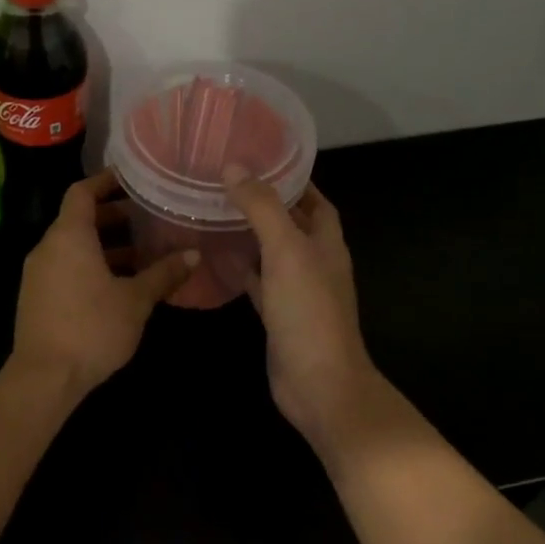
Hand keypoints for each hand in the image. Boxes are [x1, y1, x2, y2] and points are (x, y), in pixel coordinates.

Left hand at [11, 170, 197, 398]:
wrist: (44, 378)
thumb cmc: (92, 328)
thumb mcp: (136, 300)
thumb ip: (164, 273)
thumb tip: (194, 254)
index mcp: (69, 237)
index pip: (82, 192)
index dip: (105, 181)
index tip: (131, 179)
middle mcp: (48, 248)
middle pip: (79, 219)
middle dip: (113, 216)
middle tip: (147, 217)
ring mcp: (38, 274)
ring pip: (74, 247)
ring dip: (105, 245)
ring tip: (142, 253)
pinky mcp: (37, 298)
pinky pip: (66, 268)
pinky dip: (91, 265)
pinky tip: (120, 284)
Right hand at [225, 168, 384, 449]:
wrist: (318, 382)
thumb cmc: (308, 310)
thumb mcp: (286, 250)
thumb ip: (263, 208)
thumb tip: (235, 167)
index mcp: (327, 242)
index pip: (315, 200)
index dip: (294, 180)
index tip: (260, 160)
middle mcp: (316, 262)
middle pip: (292, 224)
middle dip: (266, 204)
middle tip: (228, 184)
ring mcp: (298, 291)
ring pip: (273, 253)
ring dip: (251, 235)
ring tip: (217, 212)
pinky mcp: (279, 315)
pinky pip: (259, 283)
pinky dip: (242, 270)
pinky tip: (218, 259)